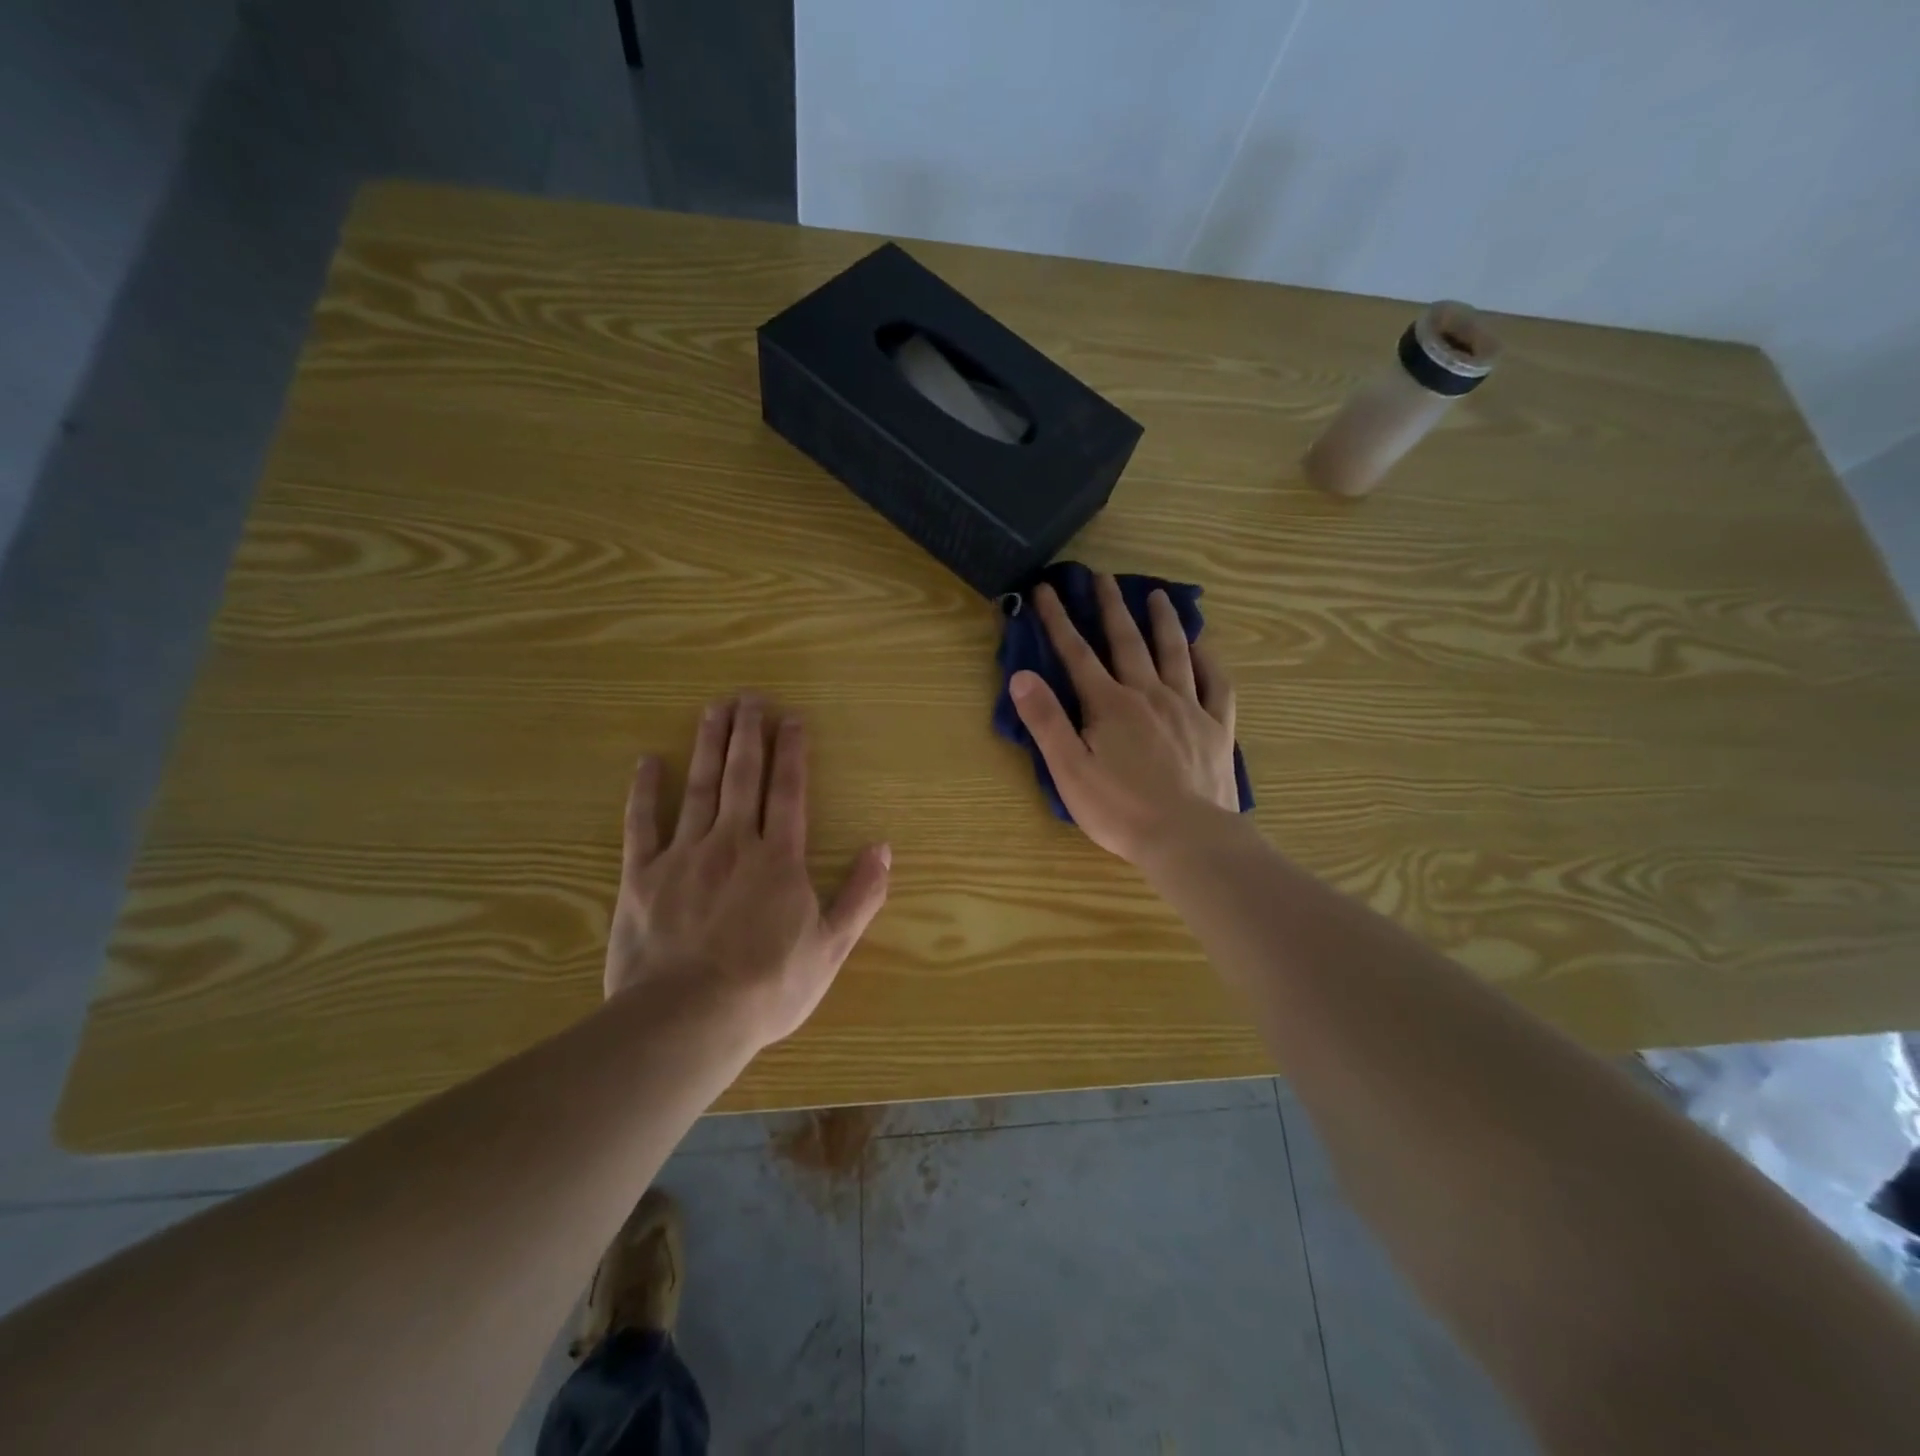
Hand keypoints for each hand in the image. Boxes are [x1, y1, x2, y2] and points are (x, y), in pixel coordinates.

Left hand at [605, 696, 891, 1047]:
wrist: (687, 1020)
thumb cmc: (768, 986)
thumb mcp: (831, 948)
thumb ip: (860, 895)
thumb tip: (883, 849)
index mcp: (779, 858)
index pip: (789, 791)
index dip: (791, 752)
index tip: (791, 717)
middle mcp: (733, 843)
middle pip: (743, 776)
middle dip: (748, 733)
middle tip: (749, 696)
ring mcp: (684, 855)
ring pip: (699, 788)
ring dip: (708, 746)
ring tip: (713, 710)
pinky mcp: (642, 876)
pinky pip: (642, 824)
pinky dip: (645, 792)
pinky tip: (647, 762)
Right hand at [1010, 575, 1239, 864]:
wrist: (1187, 838)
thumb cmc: (1120, 809)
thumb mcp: (1068, 769)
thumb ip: (1045, 721)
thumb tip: (1021, 675)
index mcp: (1110, 704)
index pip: (1077, 654)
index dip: (1058, 620)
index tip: (1045, 590)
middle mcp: (1149, 694)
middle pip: (1127, 642)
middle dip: (1110, 607)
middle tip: (1102, 576)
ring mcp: (1188, 708)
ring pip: (1174, 653)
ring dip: (1164, 621)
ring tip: (1158, 594)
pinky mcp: (1217, 728)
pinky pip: (1216, 684)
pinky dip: (1209, 661)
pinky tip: (1204, 647)